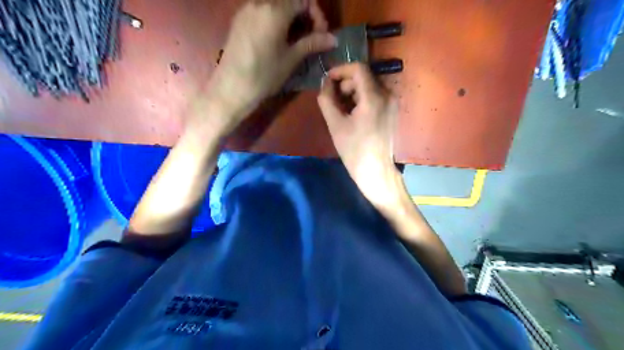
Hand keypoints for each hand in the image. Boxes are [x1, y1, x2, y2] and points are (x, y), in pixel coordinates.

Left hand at [208, 1, 335, 116]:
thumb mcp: (290, 60)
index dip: (317, 16)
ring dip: (289, 16)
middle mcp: (259, 3)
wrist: (231, 88)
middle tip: (310, 36)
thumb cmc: (264, 75)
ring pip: (274, 3)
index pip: (304, 0)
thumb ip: (311, 44)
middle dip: (304, 14)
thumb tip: (333, 39)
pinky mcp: (239, 20)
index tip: (321, 35)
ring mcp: (246, 9)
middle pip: (289, 0)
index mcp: (275, 10)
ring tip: (295, 38)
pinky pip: (262, 9)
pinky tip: (277, 38)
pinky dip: (275, 18)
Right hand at [317, 61, 399, 210]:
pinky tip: (353, 114)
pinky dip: (362, 99)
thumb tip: (325, 83)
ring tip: (342, 109)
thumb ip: (326, 99)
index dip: (340, 70)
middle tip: (333, 100)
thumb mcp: (335, 125)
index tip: (327, 81)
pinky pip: (376, 96)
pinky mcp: (392, 111)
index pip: (358, 69)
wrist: (376, 171)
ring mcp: (392, 103)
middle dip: (345, 84)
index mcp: (374, 97)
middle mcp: (387, 95)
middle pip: (364, 77)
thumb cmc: (354, 150)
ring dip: (353, 92)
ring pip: (370, 86)